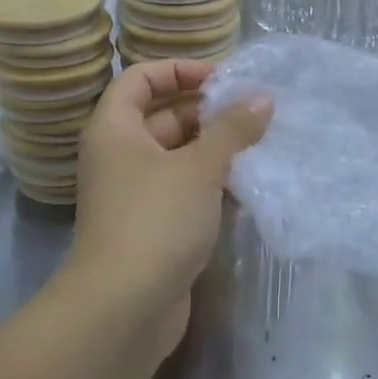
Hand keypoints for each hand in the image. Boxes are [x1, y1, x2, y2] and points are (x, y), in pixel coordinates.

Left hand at [64, 59, 271, 353]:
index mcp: (115, 129)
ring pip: (177, 155)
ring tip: (260, 144)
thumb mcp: (200, 167)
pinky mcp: (151, 225)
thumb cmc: (156, 220)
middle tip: (254, 113)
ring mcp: (134, 193)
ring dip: (215, 149)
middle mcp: (119, 155)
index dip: (180, 70)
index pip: (141, 78)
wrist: (123, 308)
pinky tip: (248, 184)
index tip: (223, 79)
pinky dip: (211, 182)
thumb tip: (262, 99)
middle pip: (163, 115)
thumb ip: (232, 130)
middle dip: (208, 112)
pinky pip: (182, 188)